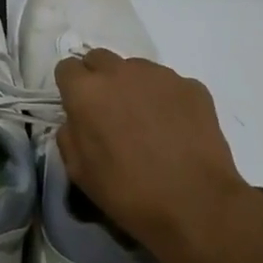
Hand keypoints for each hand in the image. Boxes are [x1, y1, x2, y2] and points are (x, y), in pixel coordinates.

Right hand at [53, 49, 262, 262]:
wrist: (196, 204)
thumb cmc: (127, 192)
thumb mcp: (78, 171)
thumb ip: (70, 134)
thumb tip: (78, 120)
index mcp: (86, 91)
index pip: (66, 68)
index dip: (71, 88)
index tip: (79, 109)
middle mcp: (120, 72)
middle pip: (100, 59)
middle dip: (99, 80)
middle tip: (110, 112)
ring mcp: (160, 75)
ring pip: (136, 69)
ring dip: (133, 87)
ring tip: (146, 122)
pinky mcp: (192, 86)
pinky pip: (168, 84)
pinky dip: (166, 100)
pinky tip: (175, 129)